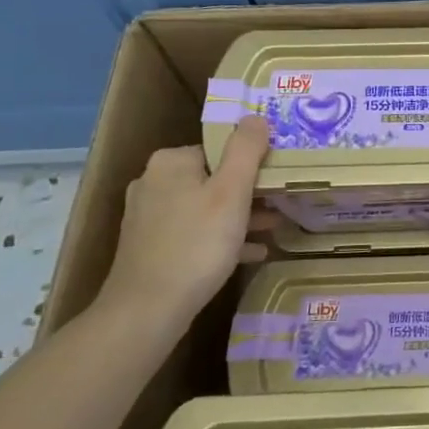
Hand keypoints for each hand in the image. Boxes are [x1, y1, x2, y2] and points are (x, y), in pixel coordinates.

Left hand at [98, 115, 273, 334]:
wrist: (147, 311)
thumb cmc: (196, 244)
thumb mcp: (231, 192)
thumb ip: (246, 150)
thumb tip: (255, 117)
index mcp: (171, 162)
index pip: (220, 149)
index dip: (252, 162)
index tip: (278, 178)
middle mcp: (154, 183)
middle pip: (213, 177)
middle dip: (249, 191)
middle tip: (282, 203)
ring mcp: (148, 217)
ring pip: (205, 207)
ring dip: (240, 216)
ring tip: (274, 227)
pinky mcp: (149, 247)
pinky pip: (194, 234)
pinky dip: (222, 239)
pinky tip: (251, 253)